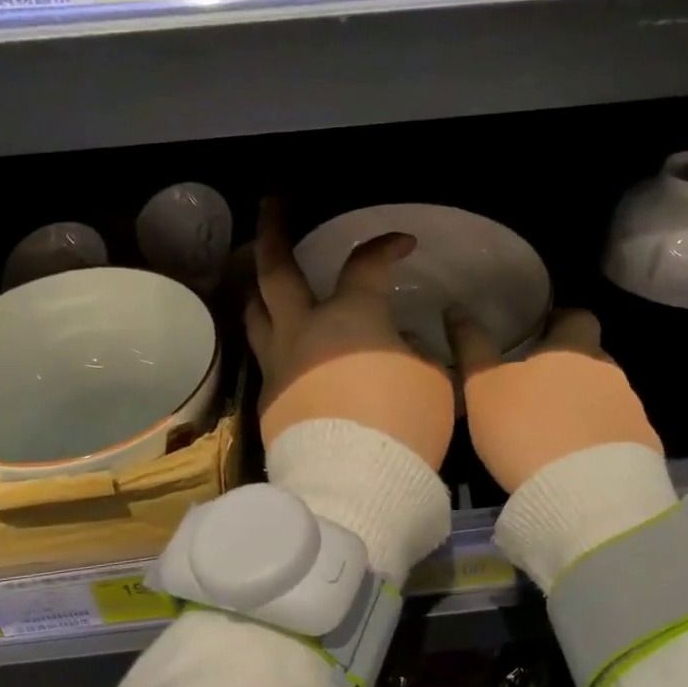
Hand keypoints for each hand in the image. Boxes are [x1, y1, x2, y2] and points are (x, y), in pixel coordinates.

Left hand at [246, 200, 453, 469]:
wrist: (354, 485)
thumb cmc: (403, 425)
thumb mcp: (432, 382)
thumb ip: (413, 351)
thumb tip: (397, 340)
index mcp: (351, 317)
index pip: (367, 264)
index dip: (386, 246)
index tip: (403, 243)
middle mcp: (304, 329)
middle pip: (276, 268)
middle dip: (274, 228)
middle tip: (273, 201)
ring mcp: (279, 363)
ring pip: (255, 309)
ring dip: (257, 282)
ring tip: (259, 269)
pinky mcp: (268, 398)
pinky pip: (264, 353)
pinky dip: (272, 335)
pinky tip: (282, 340)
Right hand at [445, 308, 661, 492]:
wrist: (584, 496)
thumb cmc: (525, 428)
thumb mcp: (482, 387)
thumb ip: (471, 345)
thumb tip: (455, 308)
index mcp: (574, 348)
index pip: (578, 317)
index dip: (559, 322)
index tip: (538, 335)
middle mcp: (609, 373)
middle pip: (592, 359)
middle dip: (568, 370)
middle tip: (535, 391)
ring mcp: (632, 412)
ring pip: (604, 398)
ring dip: (583, 408)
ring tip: (553, 433)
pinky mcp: (644, 450)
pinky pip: (617, 435)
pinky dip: (597, 441)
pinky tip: (575, 462)